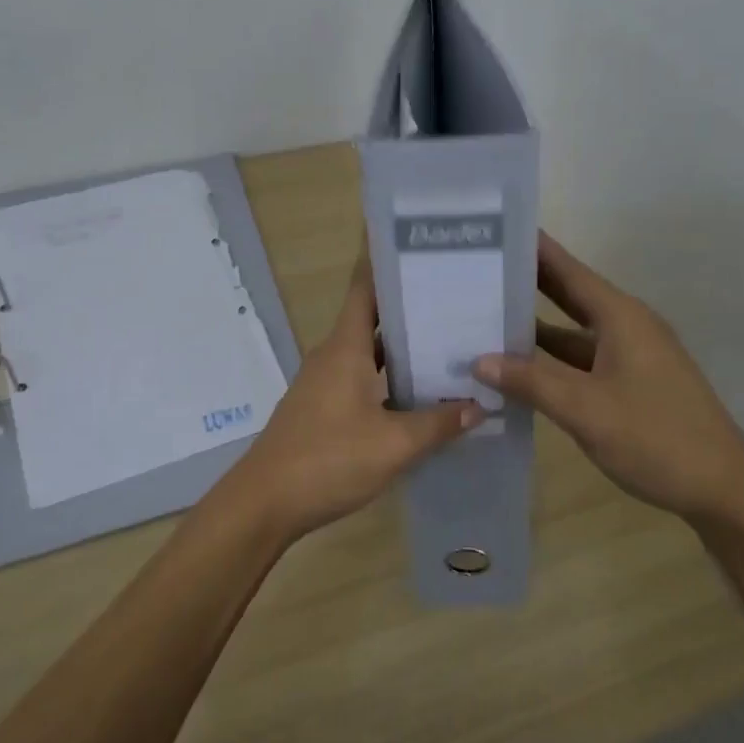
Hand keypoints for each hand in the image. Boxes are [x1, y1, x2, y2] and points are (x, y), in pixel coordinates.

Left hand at [228, 251, 481, 541]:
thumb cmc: (327, 460)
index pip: (364, 287)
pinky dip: (389, 376)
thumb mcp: (393, 445)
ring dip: (401, 345)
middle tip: (455, 293)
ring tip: (448, 339)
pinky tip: (419, 392)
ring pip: (368, 350)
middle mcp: (332, 355)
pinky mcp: (323, 407)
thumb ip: (438, 424)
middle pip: (372, 317)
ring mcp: (324, 382)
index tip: (414, 239)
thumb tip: (479, 405)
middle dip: (409, 304)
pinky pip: (362, 376)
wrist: (264, 503)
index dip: (384, 259)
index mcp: (345, 347)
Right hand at [474, 233, 743, 525]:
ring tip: (484, 316)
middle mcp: (626, 327)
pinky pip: (581, 360)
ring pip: (572, 331)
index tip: (495, 228)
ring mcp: (630, 356)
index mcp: (620, 317)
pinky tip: (518, 369)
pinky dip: (550, 360)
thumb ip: (531, 382)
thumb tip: (479, 359)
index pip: (568, 270)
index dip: (533, 248)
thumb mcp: (586, 410)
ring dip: (534, 327)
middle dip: (526, 282)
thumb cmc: (656, 438)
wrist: (722, 490)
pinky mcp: (630, 383)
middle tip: (478, 268)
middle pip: (569, 295)